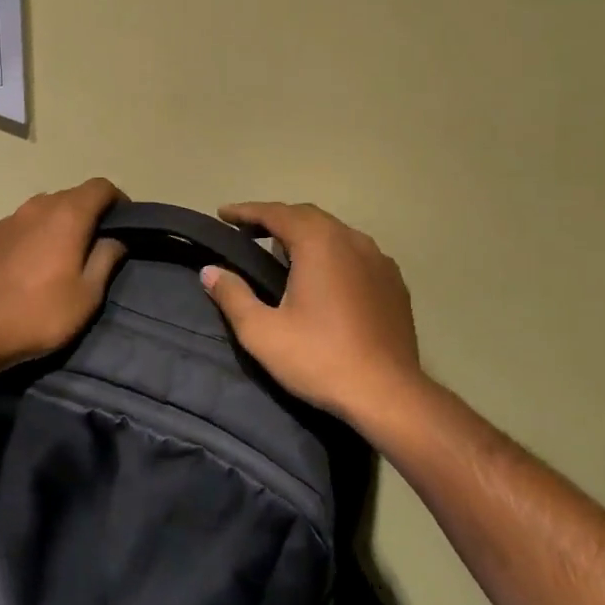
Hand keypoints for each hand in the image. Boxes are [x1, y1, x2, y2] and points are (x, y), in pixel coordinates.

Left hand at [0, 178, 126, 368]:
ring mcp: (10, 218)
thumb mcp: (87, 294)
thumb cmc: (40, 312)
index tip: (124, 224)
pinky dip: (38, 234)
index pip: (100, 187)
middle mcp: (38, 206)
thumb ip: (105, 259)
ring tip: (66, 255)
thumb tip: (115, 239)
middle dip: (90, 213)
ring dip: (61, 223)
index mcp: (67, 214)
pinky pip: (24, 224)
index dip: (117, 200)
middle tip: (98, 245)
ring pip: (46, 209)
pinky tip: (35, 264)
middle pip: (73, 196)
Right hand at [201, 202, 426, 429]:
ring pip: (335, 233)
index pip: (276, 213)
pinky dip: (332, 253)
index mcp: (319, 243)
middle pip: (308, 217)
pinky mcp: (393, 282)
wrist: (388, 394)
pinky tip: (323, 277)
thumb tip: (210, 271)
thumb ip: (233, 295)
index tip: (223, 214)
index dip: (246, 211)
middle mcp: (352, 240)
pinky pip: (356, 253)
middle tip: (247, 232)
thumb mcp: (262, 332)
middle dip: (275, 219)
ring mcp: (379, 260)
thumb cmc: (319, 359)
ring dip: (305, 235)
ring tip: (282, 253)